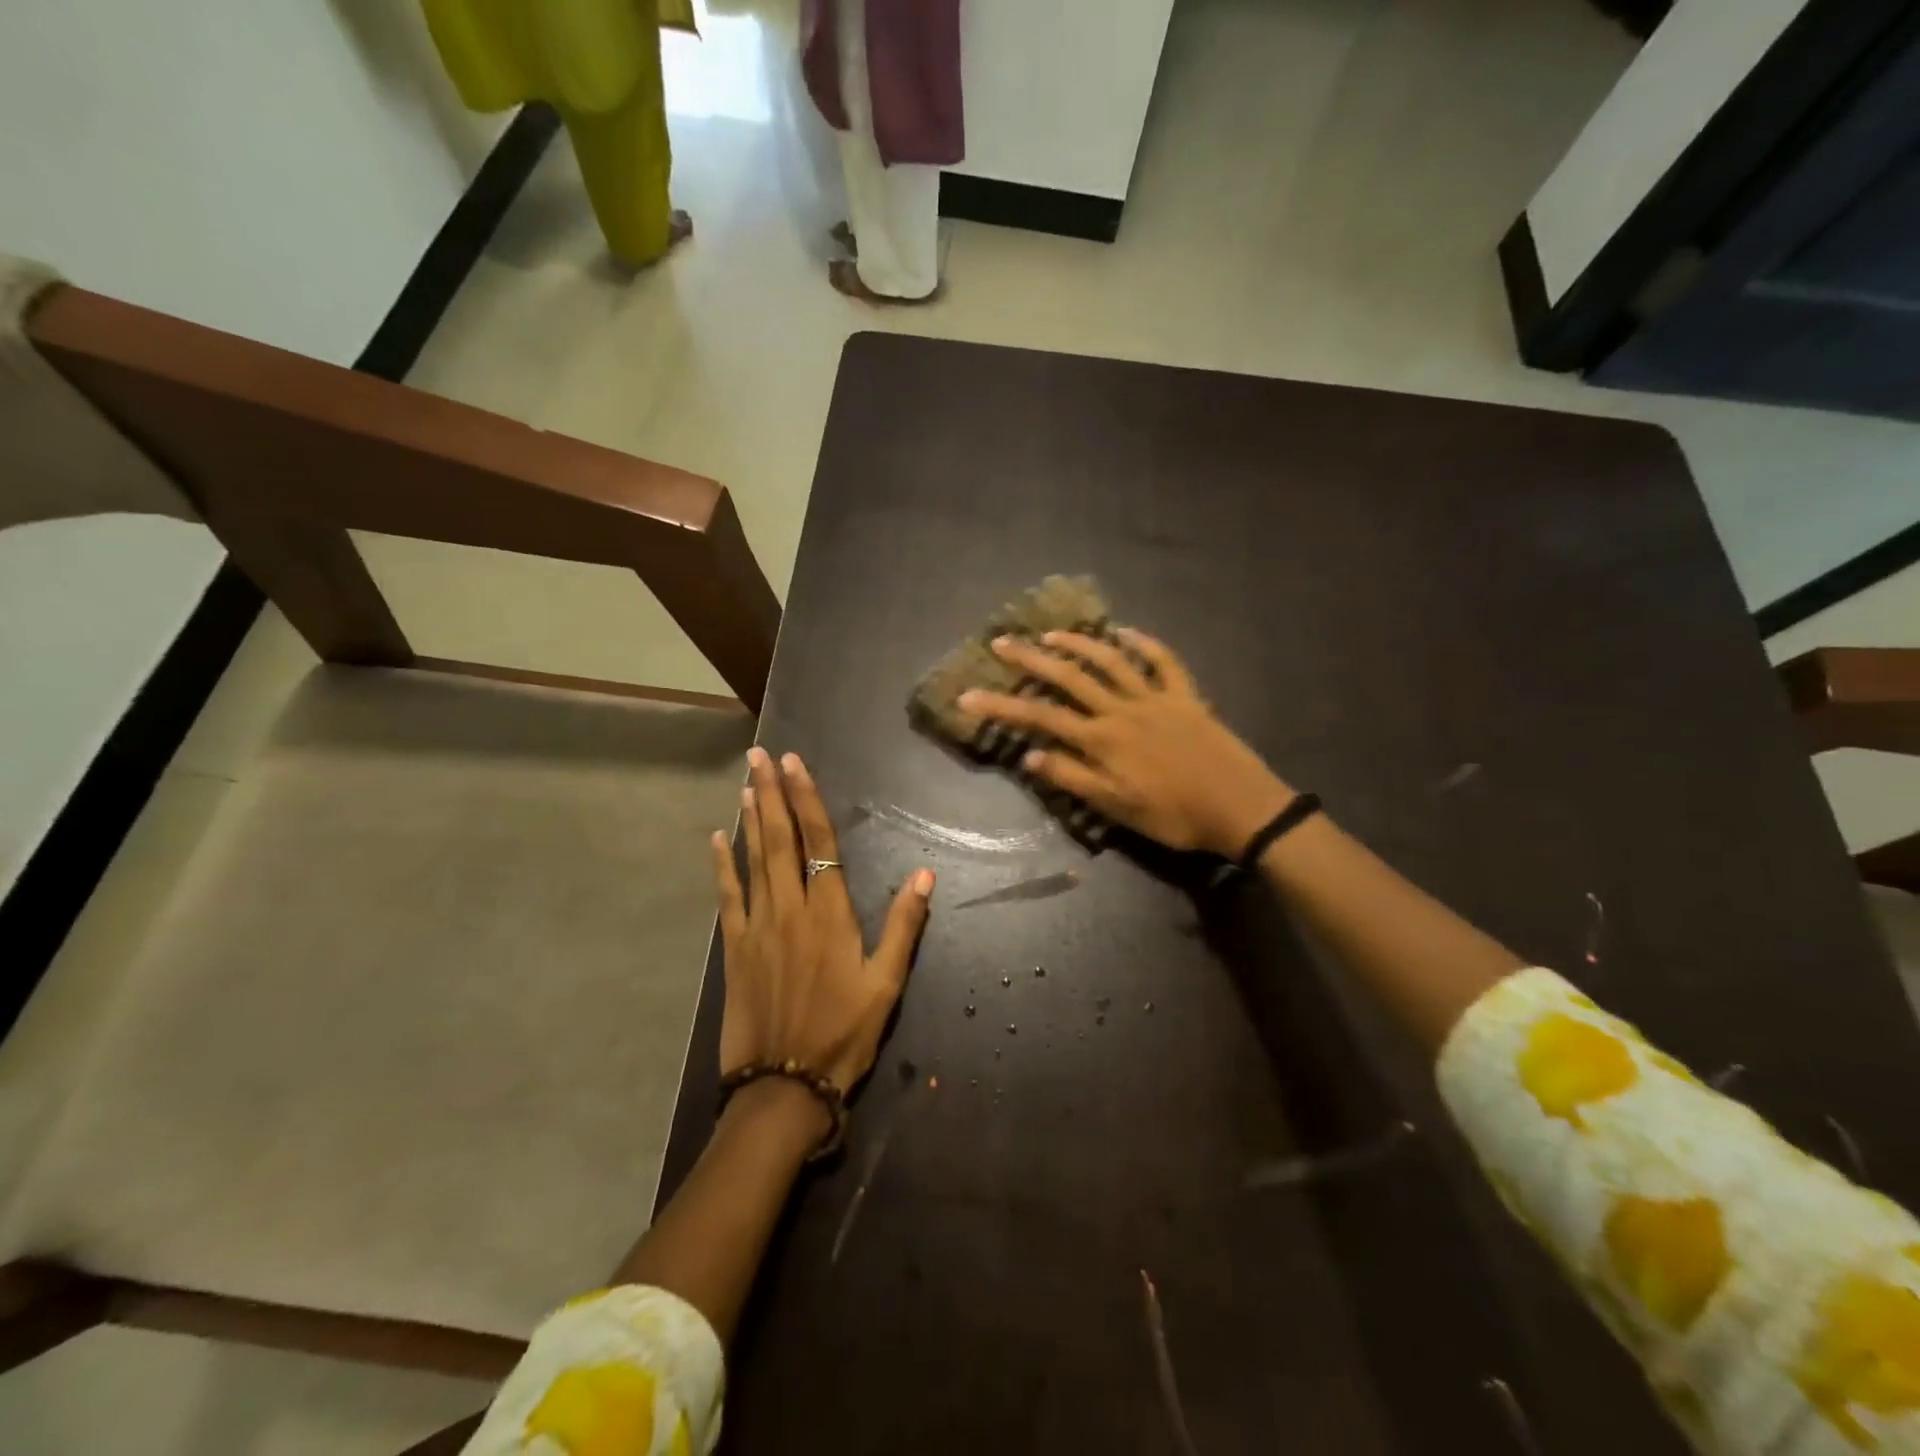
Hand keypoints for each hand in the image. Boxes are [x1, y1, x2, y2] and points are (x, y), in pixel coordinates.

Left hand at [712, 748, 934, 1098]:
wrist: (784, 1085)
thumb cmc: (843, 1033)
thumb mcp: (886, 984)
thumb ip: (904, 926)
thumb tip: (926, 873)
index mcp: (830, 914)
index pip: (819, 842)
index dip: (807, 800)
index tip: (795, 765)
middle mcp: (791, 909)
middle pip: (780, 840)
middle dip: (772, 794)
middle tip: (760, 756)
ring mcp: (758, 926)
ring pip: (752, 860)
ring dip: (749, 819)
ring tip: (747, 783)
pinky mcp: (735, 948)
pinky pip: (728, 896)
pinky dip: (722, 865)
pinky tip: (717, 838)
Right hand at [959, 630, 1292, 858]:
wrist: (1240, 808)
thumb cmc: (1174, 816)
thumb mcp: (1116, 809)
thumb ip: (1073, 779)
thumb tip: (1029, 756)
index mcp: (1102, 740)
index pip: (1041, 717)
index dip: (1002, 705)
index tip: (967, 695)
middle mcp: (1122, 710)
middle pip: (1069, 677)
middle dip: (1032, 658)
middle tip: (1002, 641)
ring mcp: (1155, 698)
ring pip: (1111, 661)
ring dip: (1079, 644)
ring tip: (1051, 632)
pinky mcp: (1185, 696)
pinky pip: (1164, 662)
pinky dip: (1145, 643)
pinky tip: (1126, 631)